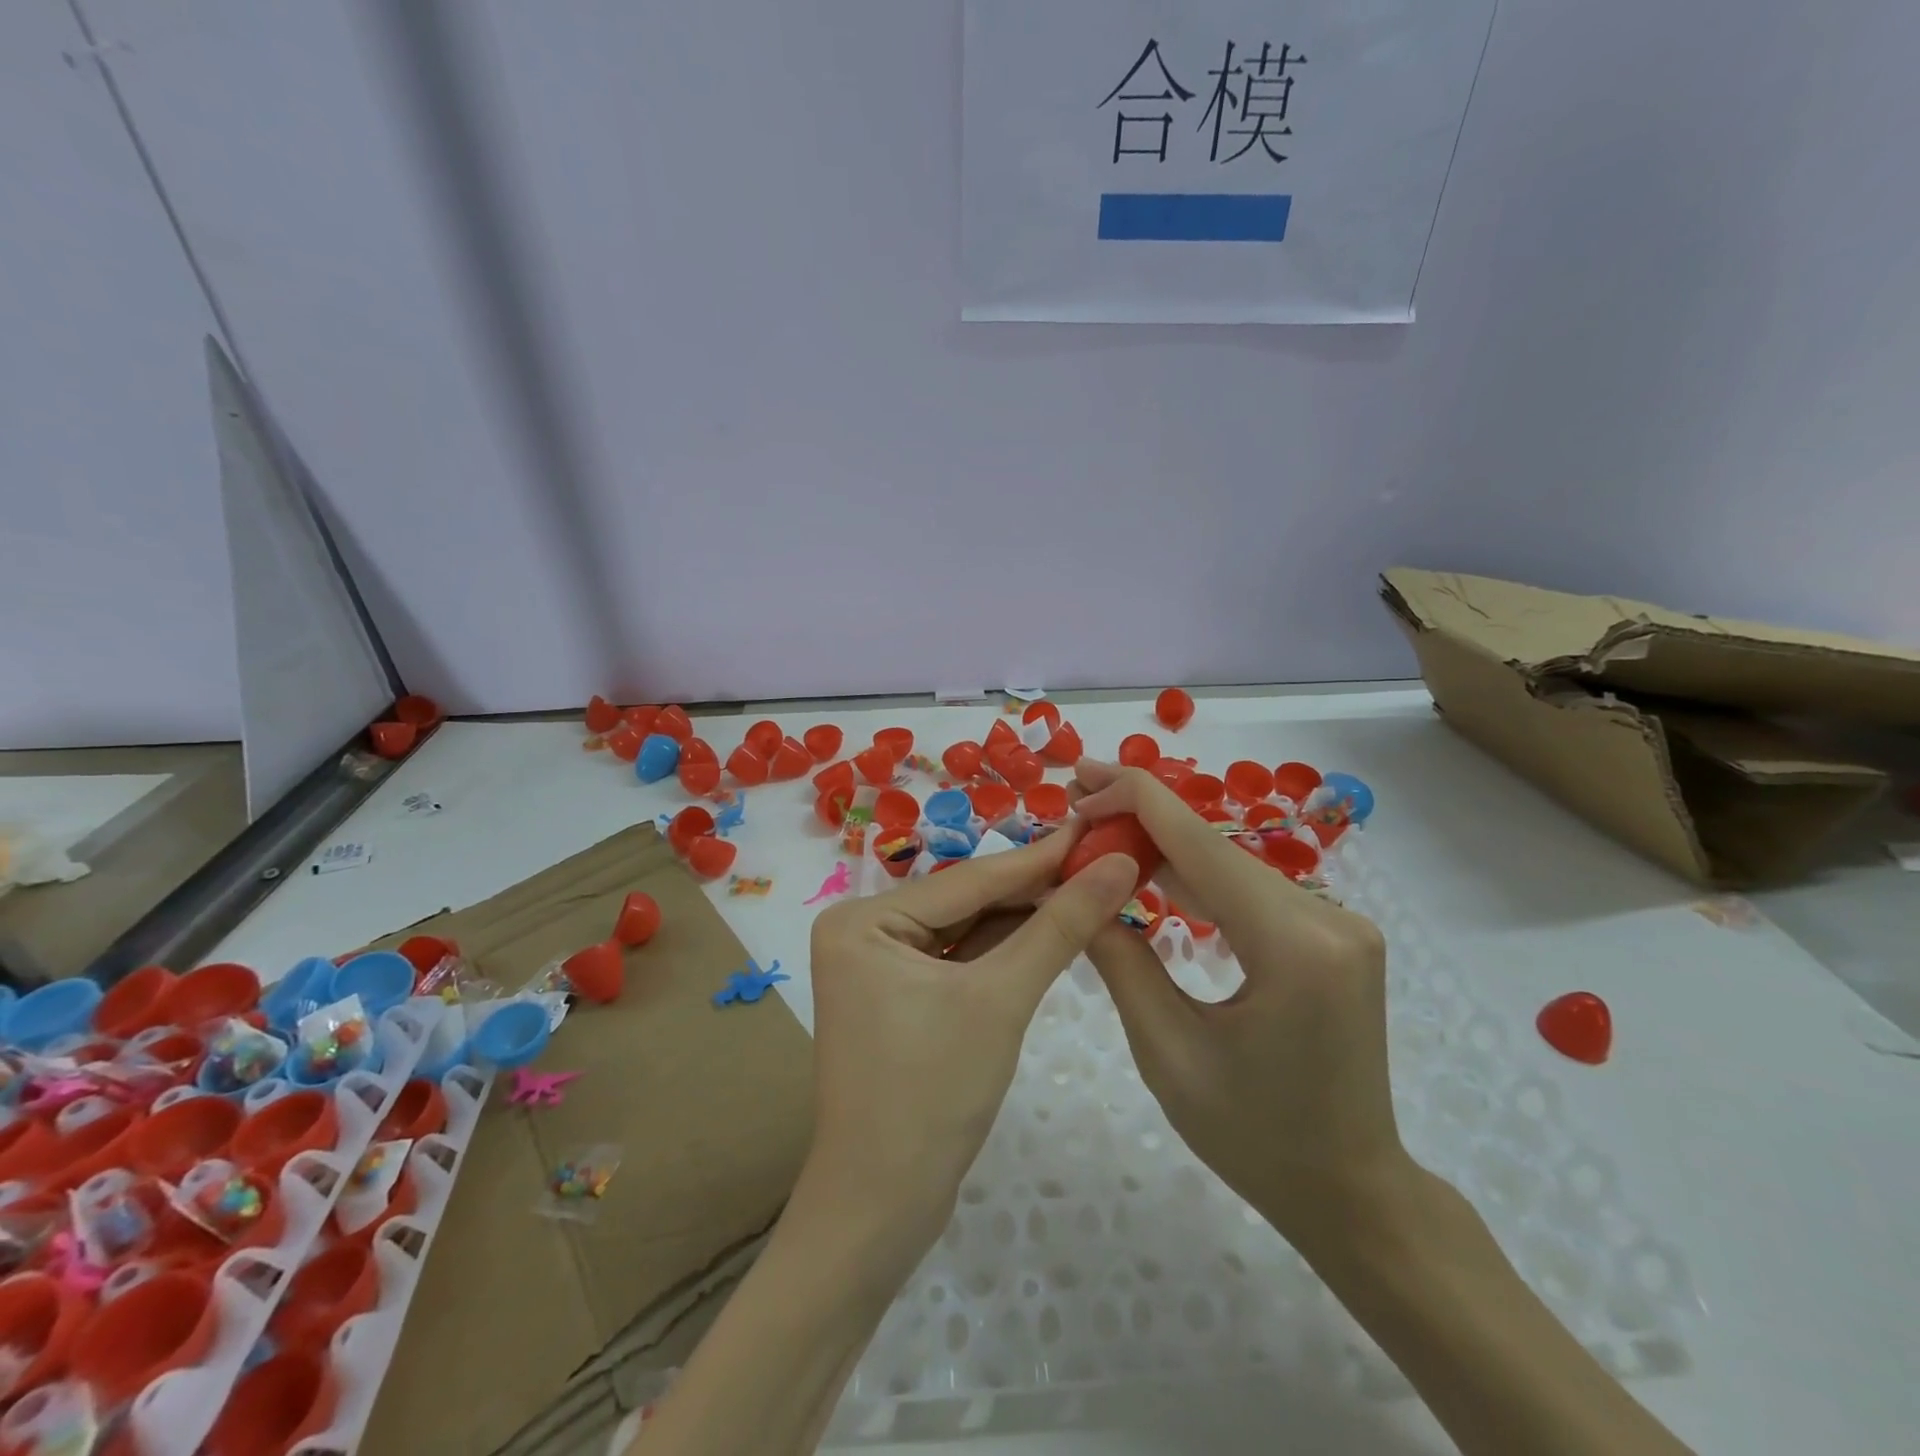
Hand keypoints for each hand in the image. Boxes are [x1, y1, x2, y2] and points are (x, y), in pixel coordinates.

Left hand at [804, 828, 1138, 1264]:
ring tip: (1091, 888)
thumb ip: (1059, 928)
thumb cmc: (932, 1094)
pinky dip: (1005, 952)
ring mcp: (879, 967)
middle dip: (1035, 889)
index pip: (969, 879)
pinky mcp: (900, 999)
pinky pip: (960, 961)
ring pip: (967, 931)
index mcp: (863, 919)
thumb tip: (1117, 866)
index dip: (1040, 857)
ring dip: (1026, 919)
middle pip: (967, 902)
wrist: (882, 1209)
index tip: (1097, 829)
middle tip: (1103, 861)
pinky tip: (1053, 932)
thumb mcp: (1001, 999)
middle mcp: (863, 931)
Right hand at [1070, 760, 1404, 1252]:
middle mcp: (1329, 918)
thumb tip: (1075, 889)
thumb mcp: (1166, 1051)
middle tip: (1076, 804)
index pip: (1200, 844)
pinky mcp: (1333, 935)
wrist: (1351, 1192)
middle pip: (1215, 848)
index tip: (1079, 785)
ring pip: (1231, 865)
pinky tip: (1151, 872)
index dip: (1134, 801)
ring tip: (1100, 832)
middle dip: (1142, 820)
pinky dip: (1197, 880)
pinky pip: (1251, 892)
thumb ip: (1119, 958)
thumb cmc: (1254, 1138)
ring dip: (1165, 848)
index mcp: (1294, 947)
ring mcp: (1338, 924)